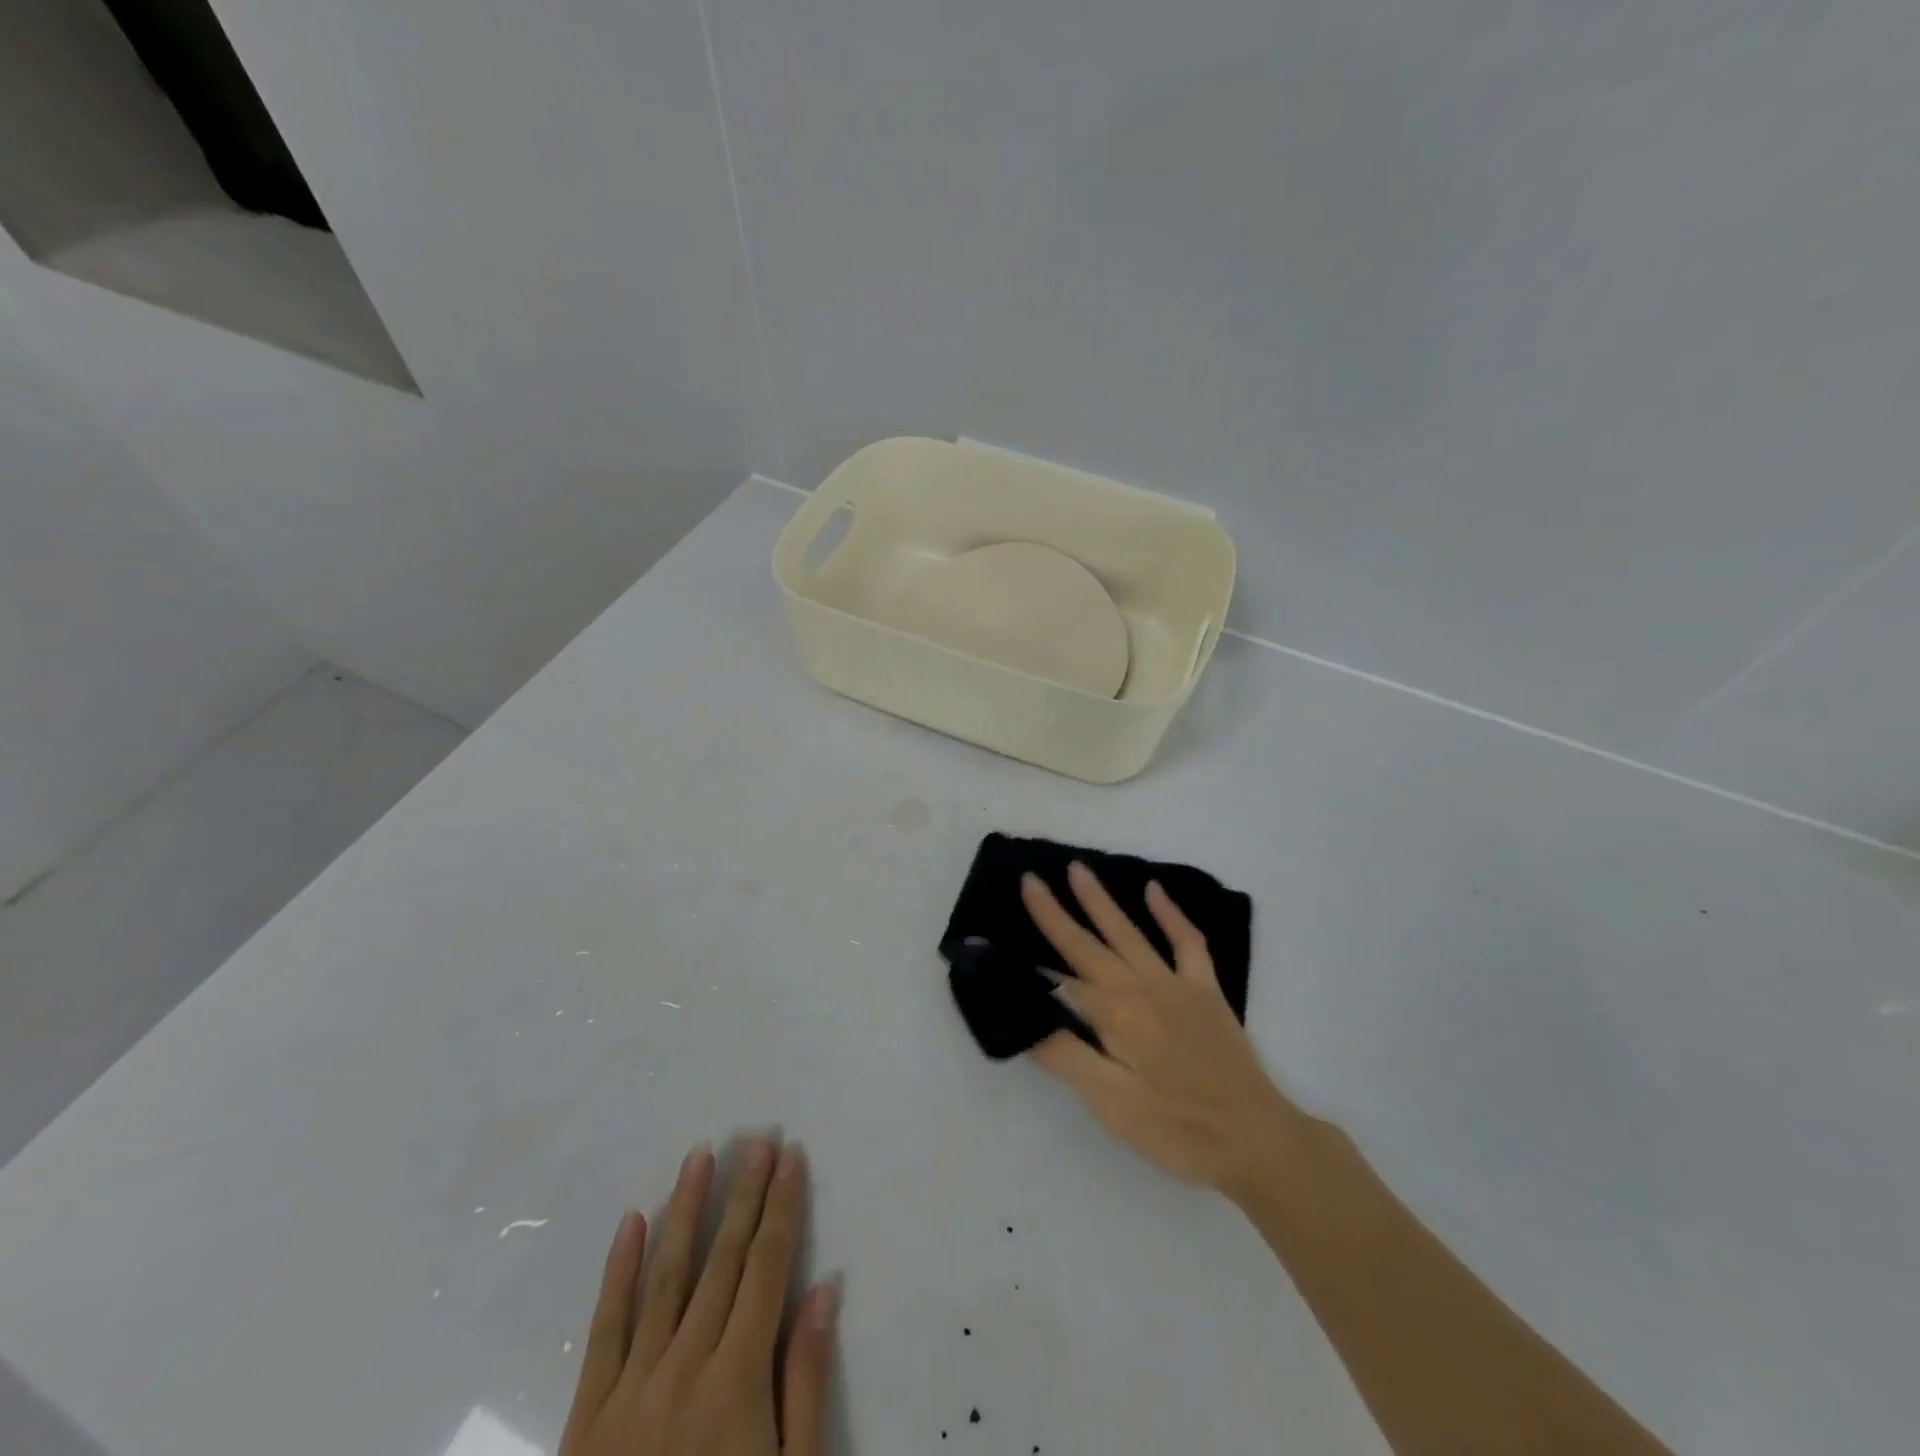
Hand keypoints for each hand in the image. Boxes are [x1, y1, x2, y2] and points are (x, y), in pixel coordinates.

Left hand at [559, 1139, 836, 1455]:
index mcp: (737, 1380)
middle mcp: (684, 1366)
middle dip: (744, 1193)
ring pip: (665, 1276)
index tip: (791, 1156)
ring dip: (686, 1210)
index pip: (767, 1268)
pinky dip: (617, 1271)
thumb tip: (825, 1289)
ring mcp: (630, 1387)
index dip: (782, 1207)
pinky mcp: (587, 1415)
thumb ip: (805, 1384)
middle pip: (722, 1260)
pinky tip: (630, 1222)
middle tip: (757, 1137)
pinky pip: (604, 1328)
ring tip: (700, 1155)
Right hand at [1022, 863, 1303, 1201]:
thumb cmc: (1177, 1129)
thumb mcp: (1112, 1105)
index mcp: (1115, 1015)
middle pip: (1089, 944)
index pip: (1060, 976)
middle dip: (1055, 912)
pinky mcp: (1206, 989)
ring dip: (1101, 901)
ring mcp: (1176, 983)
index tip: (999, 931)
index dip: (1030, 958)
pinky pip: (1188, 942)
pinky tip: (1154, 890)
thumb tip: (1027, 1017)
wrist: (1257, 1139)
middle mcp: (1141, 987)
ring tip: (1078, 870)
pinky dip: (1171, 914)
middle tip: (1031, 878)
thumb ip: (1067, 1056)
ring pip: (1130, 932)